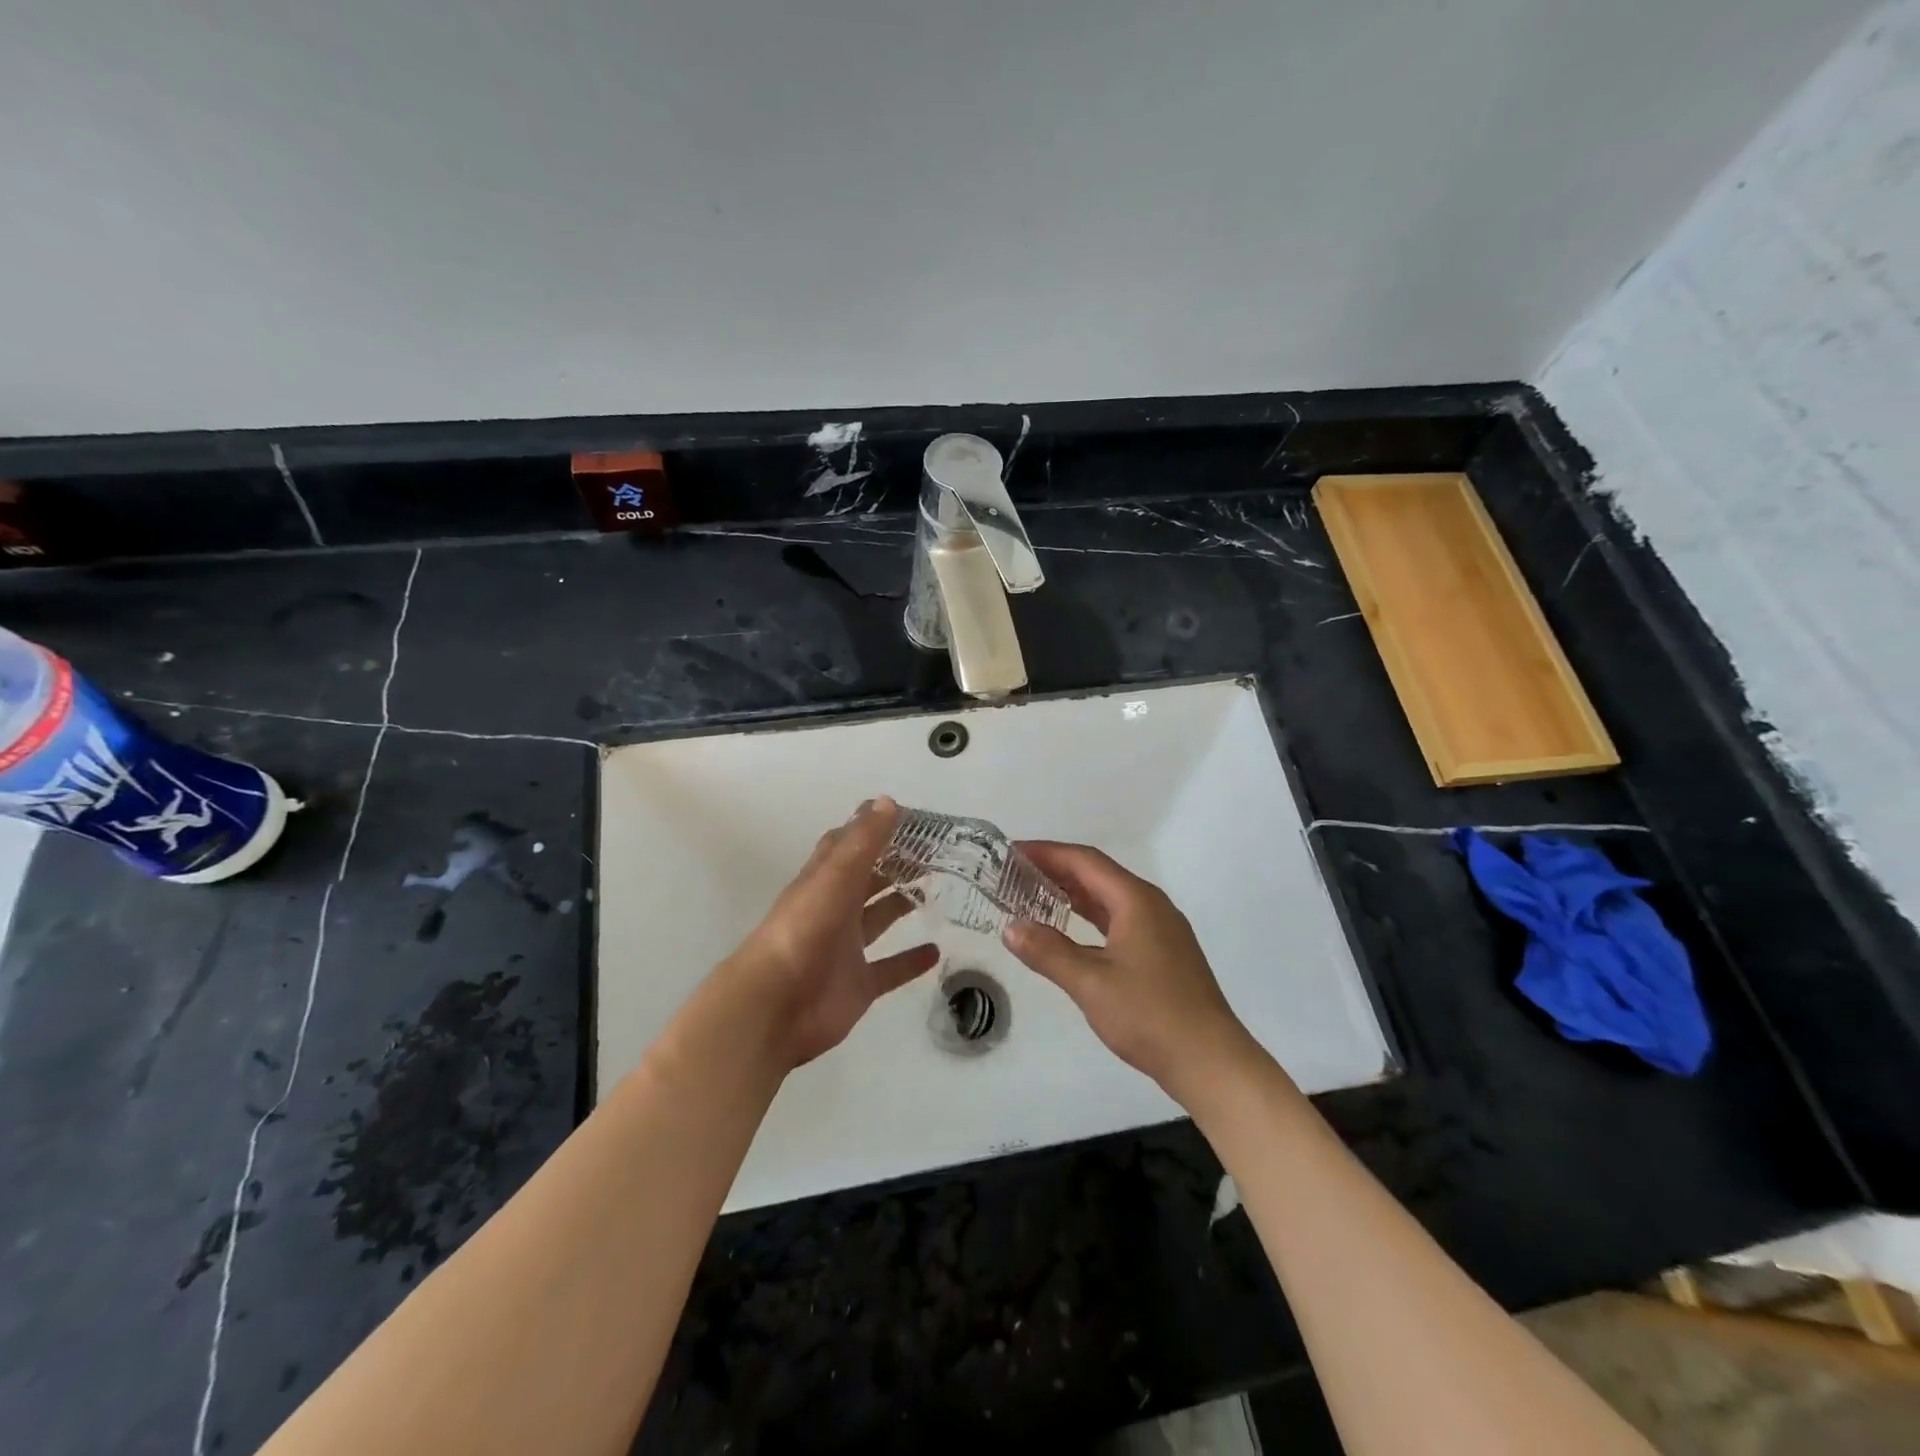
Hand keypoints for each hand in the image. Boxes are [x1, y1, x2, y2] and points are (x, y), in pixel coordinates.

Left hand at [724, 796, 937, 1069]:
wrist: (775, 1006)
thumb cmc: (803, 932)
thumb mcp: (835, 877)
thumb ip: (863, 841)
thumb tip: (888, 801)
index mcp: (824, 880)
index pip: (847, 845)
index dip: (872, 827)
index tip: (908, 816)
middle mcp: (834, 909)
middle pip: (867, 880)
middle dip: (894, 865)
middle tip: (935, 853)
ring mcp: (846, 948)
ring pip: (878, 919)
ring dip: (902, 905)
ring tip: (937, 889)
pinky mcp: (857, 984)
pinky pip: (889, 969)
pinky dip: (910, 961)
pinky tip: (936, 951)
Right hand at [1003, 842, 1255, 1103]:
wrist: (1210, 1061)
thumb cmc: (1149, 1015)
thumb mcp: (1090, 983)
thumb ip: (1048, 952)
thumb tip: (1011, 928)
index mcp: (1136, 900)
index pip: (1084, 861)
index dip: (1046, 852)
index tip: (1011, 852)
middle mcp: (1151, 905)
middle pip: (1098, 875)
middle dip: (1056, 870)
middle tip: (1015, 873)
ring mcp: (1161, 929)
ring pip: (1109, 898)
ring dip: (1072, 894)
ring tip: (1033, 896)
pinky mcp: (1163, 953)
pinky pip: (1119, 920)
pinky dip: (1089, 918)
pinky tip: (1070, 931)